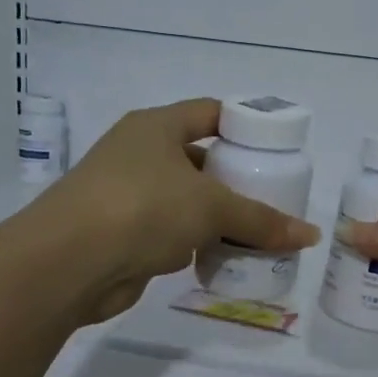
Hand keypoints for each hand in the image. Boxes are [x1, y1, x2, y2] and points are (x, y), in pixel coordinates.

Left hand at [32, 98, 321, 324]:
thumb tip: (311, 236)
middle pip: (200, 159)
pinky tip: (226, 257)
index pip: (209, 113)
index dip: (244, 125)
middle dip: (236, 178)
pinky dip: (197, 243)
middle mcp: (140, 154)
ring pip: (186, 199)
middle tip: (274, 194)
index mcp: (156, 127)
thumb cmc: (142, 208)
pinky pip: (172, 232)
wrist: (67, 263)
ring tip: (259, 229)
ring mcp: (128, 194)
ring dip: (217, 215)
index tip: (277, 147)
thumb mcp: (210, 207)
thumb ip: (261, 220)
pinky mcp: (124, 234)